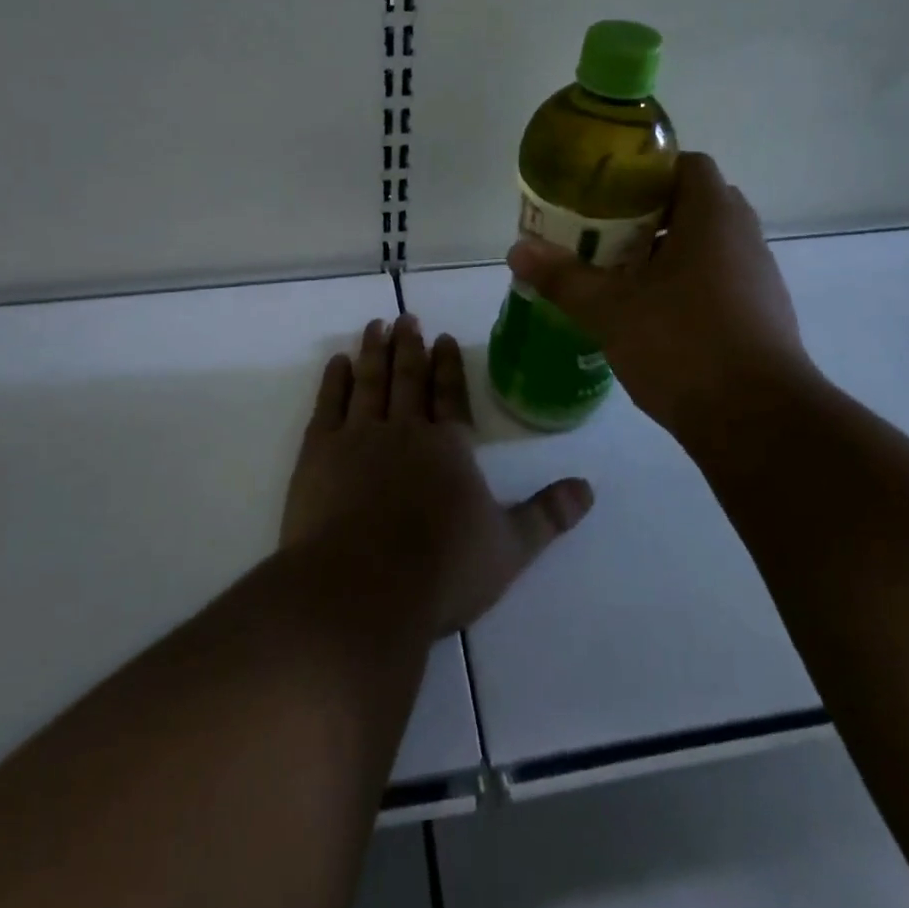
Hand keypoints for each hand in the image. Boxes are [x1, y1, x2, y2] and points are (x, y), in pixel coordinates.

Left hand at [281, 317, 593, 634]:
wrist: (361, 589)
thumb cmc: (441, 571)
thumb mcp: (509, 548)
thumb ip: (547, 515)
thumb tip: (588, 488)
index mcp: (448, 448)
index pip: (450, 395)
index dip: (448, 365)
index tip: (443, 337)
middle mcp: (405, 430)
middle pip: (408, 379)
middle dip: (409, 347)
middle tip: (406, 318)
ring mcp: (359, 437)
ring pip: (370, 382)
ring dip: (374, 352)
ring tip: (375, 326)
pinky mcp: (319, 453)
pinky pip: (329, 404)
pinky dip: (334, 380)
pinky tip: (337, 362)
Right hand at [505, 152, 821, 447]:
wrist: (757, 421)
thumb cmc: (682, 345)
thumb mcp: (610, 309)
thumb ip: (563, 277)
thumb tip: (516, 250)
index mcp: (712, 217)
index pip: (688, 165)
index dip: (647, 171)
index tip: (607, 192)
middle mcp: (743, 238)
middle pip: (694, 205)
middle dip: (648, 215)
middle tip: (603, 233)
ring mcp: (758, 279)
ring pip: (707, 247)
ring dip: (666, 253)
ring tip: (619, 274)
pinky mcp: (761, 316)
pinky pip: (718, 281)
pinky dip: (685, 286)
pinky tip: (651, 316)